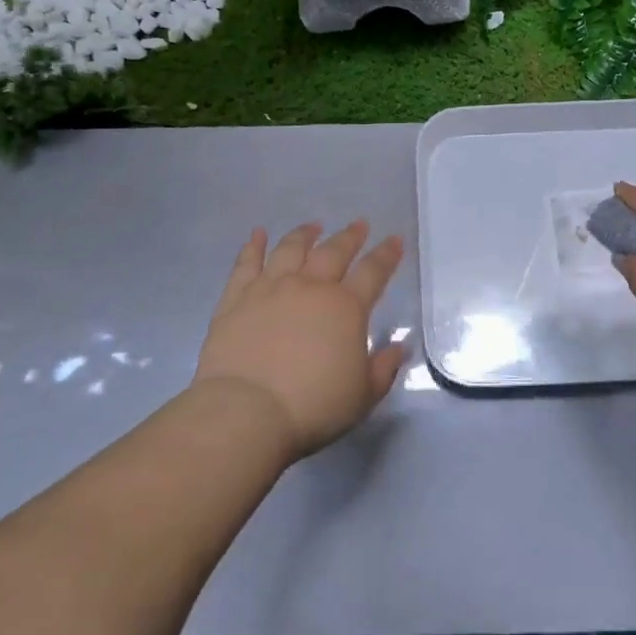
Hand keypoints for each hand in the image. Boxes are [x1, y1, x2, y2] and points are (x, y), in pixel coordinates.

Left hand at [194, 220, 406, 460]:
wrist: (247, 411)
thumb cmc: (314, 406)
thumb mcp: (363, 395)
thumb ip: (384, 367)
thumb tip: (399, 347)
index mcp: (346, 308)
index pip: (373, 272)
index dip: (386, 255)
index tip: (394, 240)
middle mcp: (309, 288)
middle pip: (334, 252)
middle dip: (350, 236)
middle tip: (359, 224)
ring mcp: (270, 289)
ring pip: (290, 250)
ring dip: (305, 235)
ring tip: (313, 226)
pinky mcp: (236, 299)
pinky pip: (246, 263)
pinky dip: (253, 246)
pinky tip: (257, 234)